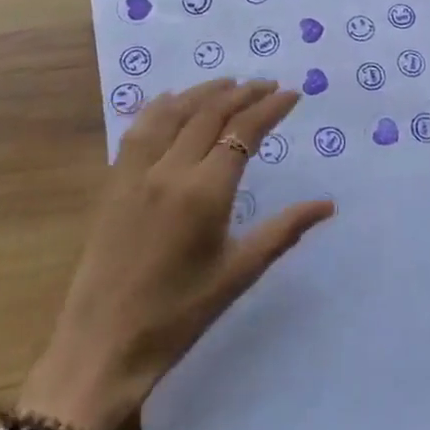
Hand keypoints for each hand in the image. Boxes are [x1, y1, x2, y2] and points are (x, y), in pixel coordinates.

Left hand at [18, 78, 333, 429]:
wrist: (101, 346)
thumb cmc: (179, 315)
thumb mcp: (238, 273)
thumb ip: (284, 230)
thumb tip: (328, 205)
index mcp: (204, 192)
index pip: (243, 132)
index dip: (269, 108)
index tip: (291, 94)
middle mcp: (169, 170)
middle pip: (209, 113)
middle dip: (242, 93)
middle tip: (267, 84)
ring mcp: (136, 173)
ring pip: (172, 113)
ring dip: (203, 92)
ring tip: (229, 83)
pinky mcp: (113, 183)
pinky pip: (139, 130)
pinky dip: (161, 108)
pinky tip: (171, 101)